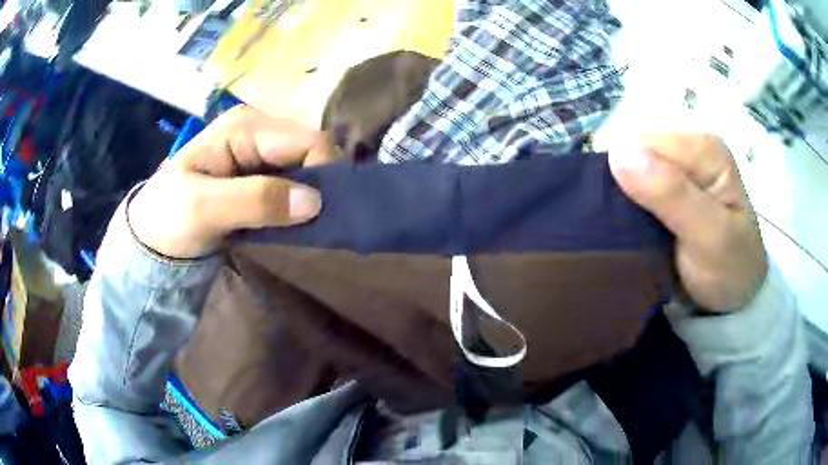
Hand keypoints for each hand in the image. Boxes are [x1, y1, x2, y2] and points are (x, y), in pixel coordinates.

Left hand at [128, 106, 338, 258]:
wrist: (153, 237)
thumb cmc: (168, 217)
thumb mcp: (203, 208)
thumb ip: (254, 200)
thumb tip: (315, 200)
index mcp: (245, 126)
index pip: (308, 139)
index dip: (323, 173)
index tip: (319, 214)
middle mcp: (259, 129)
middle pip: (312, 149)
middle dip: (318, 185)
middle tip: (311, 223)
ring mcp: (260, 150)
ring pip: (307, 166)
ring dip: (310, 196)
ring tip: (301, 225)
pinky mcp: (260, 172)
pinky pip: (295, 181)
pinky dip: (299, 202)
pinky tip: (291, 220)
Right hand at [609, 134, 766, 311]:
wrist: (736, 299)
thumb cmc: (730, 270)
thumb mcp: (710, 236)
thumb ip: (672, 193)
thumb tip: (619, 154)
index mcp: (705, 149)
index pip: (645, 147)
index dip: (633, 182)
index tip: (641, 225)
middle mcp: (690, 150)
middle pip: (635, 156)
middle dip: (629, 194)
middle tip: (642, 237)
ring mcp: (680, 170)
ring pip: (630, 174)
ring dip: (627, 207)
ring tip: (639, 238)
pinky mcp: (670, 188)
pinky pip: (634, 190)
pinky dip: (630, 214)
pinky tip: (639, 234)